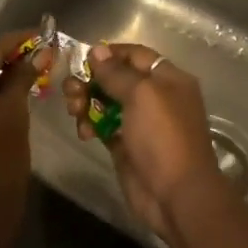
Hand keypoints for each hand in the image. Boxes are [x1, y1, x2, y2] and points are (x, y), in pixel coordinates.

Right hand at [62, 43, 225, 242]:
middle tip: (71, 90)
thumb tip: (97, 51)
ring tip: (74, 111)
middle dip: (91, 80)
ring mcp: (140, 123)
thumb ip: (117, 73)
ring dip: (86, 102)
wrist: (175, 195)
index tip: (82, 58)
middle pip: (117, 78)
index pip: (136, 55)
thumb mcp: (142, 95)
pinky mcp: (125, 145)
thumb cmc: (163, 137)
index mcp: (168, 79)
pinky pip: (102, 126)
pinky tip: (83, 133)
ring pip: (106, 102)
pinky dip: (90, 125)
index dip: (110, 53)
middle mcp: (155, 97)